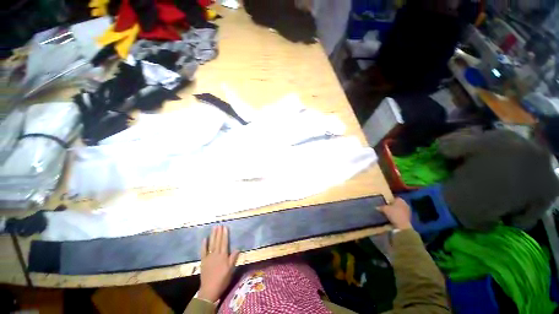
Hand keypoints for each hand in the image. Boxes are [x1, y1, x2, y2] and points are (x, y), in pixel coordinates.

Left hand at [199, 226, 239, 302]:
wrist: (210, 290)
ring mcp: (209, 257)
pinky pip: (203, 251)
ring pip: (211, 244)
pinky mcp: (203, 261)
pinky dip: (204, 245)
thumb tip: (238, 248)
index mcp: (223, 256)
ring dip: (213, 236)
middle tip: (219, 225)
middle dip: (219, 233)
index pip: (224, 242)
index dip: (225, 234)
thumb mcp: (230, 270)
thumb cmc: (222, 279)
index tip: (225, 227)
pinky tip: (204, 239)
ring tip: (214, 228)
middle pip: (218, 241)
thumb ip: (233, 258)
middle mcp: (216, 254)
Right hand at [378, 198, 412, 229]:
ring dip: (396, 210)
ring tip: (390, 214)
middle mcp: (405, 203)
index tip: (385, 204)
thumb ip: (381, 207)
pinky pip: (402, 214)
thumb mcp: (384, 209)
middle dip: (393, 206)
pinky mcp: (409, 217)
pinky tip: (394, 217)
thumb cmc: (393, 213)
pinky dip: (398, 215)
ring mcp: (408, 210)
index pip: (394, 198)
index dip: (389, 201)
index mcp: (400, 200)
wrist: (402, 225)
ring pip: (400, 209)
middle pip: (397, 203)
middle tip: (387, 208)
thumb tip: (376, 207)